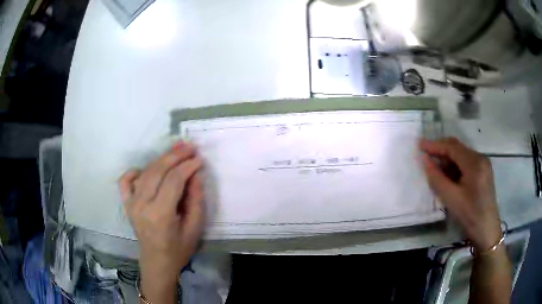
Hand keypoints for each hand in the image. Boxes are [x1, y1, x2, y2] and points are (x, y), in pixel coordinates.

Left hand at [119, 141, 204, 302]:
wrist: (157, 262)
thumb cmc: (179, 249)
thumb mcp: (195, 227)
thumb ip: (196, 199)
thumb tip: (195, 174)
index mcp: (160, 215)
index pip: (173, 181)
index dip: (187, 167)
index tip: (199, 159)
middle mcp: (142, 205)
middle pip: (157, 171)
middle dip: (175, 156)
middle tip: (189, 147)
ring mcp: (131, 203)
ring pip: (145, 172)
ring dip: (161, 159)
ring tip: (176, 149)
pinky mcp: (126, 204)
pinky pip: (125, 181)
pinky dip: (135, 171)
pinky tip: (147, 170)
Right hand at [420, 138, 501, 250]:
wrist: (487, 230)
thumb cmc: (470, 215)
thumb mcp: (451, 198)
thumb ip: (437, 178)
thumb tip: (424, 160)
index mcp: (475, 163)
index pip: (452, 147)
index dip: (435, 145)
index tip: (419, 145)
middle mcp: (480, 158)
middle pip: (457, 148)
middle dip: (440, 151)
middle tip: (425, 156)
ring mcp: (483, 164)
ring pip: (461, 155)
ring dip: (447, 160)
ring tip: (435, 170)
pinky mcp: (483, 171)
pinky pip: (466, 163)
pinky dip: (455, 167)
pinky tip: (448, 177)